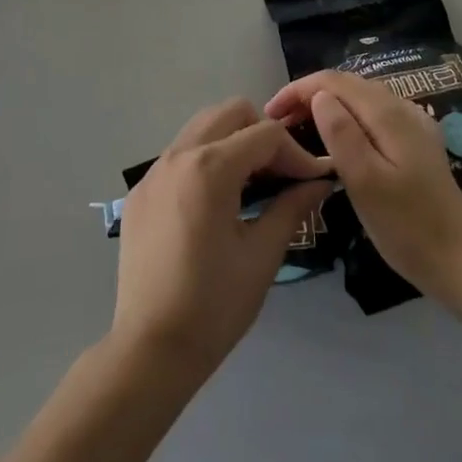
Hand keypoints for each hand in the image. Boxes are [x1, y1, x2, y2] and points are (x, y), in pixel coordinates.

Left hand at [111, 100, 333, 379]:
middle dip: (263, 133)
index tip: (314, 180)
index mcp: (210, 168)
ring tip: (253, 183)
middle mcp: (178, 155)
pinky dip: (206, 159)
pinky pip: (180, 153)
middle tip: (281, 173)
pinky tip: (218, 200)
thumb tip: (319, 183)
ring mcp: (154, 170)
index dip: (296, 153)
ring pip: (202, 126)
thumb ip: (291, 208)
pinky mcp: (141, 190)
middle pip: (231, 112)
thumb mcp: (261, 256)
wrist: (150, 350)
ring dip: (233, 141)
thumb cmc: (213, 306)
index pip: (265, 134)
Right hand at [266, 70, 461, 305]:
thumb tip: (318, 96)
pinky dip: (347, 116)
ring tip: (301, 129)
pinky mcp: (416, 141)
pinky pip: (373, 114)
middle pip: (347, 84)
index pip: (333, 81)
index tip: (271, 113)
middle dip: (310, 95)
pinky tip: (339, 140)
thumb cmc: (407, 226)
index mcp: (387, 113)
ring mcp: (413, 123)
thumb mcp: (365, 182)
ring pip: (360, 98)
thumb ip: (341, 134)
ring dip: (327, 104)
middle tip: (281, 124)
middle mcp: (402, 107)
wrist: (461, 261)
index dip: (298, 89)